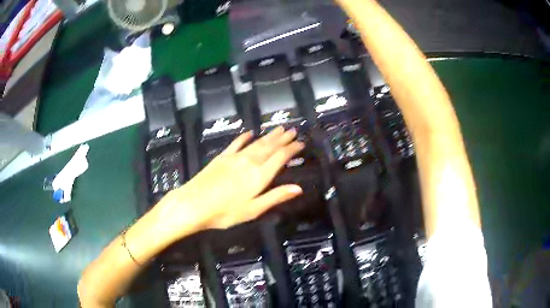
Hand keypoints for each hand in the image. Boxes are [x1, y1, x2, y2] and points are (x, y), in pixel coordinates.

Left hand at [156, 127, 304, 240]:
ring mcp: (234, 157)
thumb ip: (275, 196)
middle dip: (282, 138)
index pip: (280, 157)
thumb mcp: (253, 210)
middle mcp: (249, 162)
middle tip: (292, 130)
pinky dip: (244, 137)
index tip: (300, 143)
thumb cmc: (225, 212)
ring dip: (269, 135)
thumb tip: (298, 188)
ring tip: (279, 128)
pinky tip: (250, 132)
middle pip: (269, 147)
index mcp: (259, 176)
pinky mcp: (222, 157)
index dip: (291, 149)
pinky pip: (236, 143)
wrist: (194, 204)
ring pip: (256, 143)